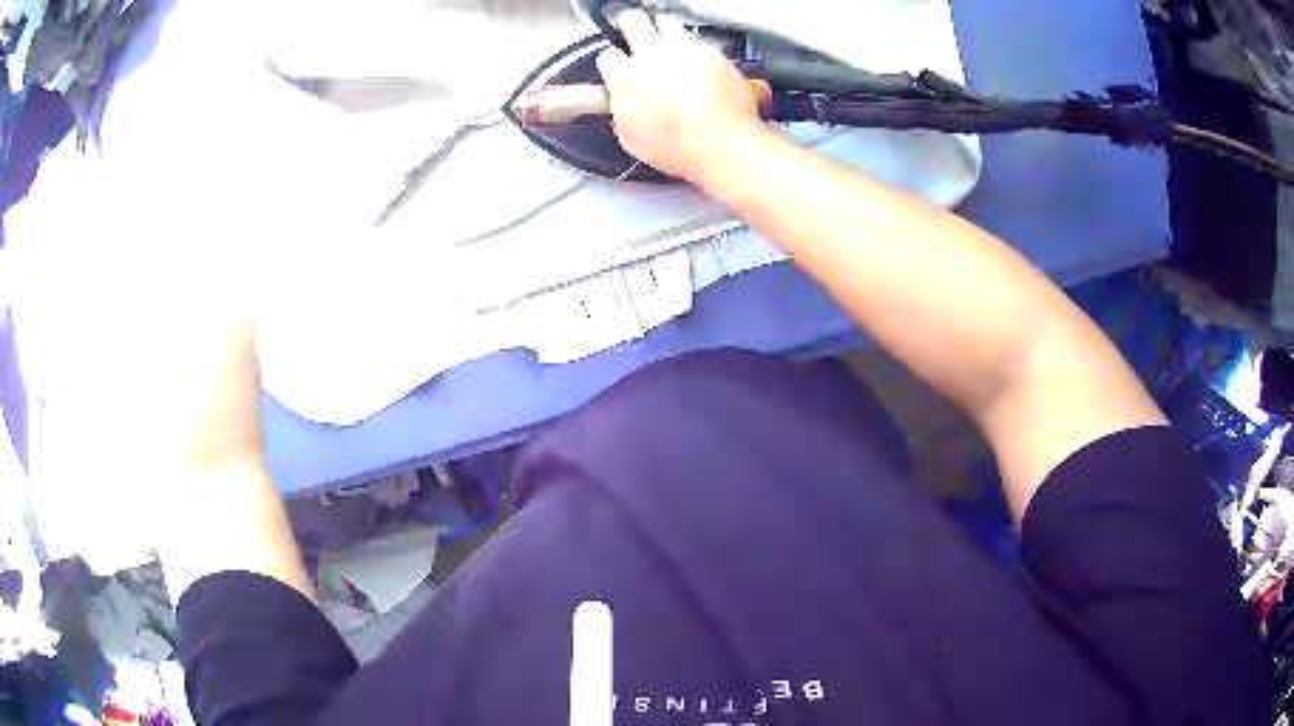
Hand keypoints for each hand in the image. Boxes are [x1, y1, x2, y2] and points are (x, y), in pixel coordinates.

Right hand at [595, 9, 764, 184]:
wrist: (723, 146)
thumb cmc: (681, 149)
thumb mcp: (632, 140)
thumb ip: (621, 112)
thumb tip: (620, 106)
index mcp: (625, 79)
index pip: (607, 55)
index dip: (612, 62)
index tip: (617, 67)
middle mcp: (652, 57)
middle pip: (632, 20)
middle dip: (629, 24)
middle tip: (632, 32)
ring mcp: (684, 51)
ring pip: (666, 22)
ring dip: (662, 29)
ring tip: (665, 43)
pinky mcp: (713, 53)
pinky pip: (698, 40)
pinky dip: (694, 48)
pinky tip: (696, 64)